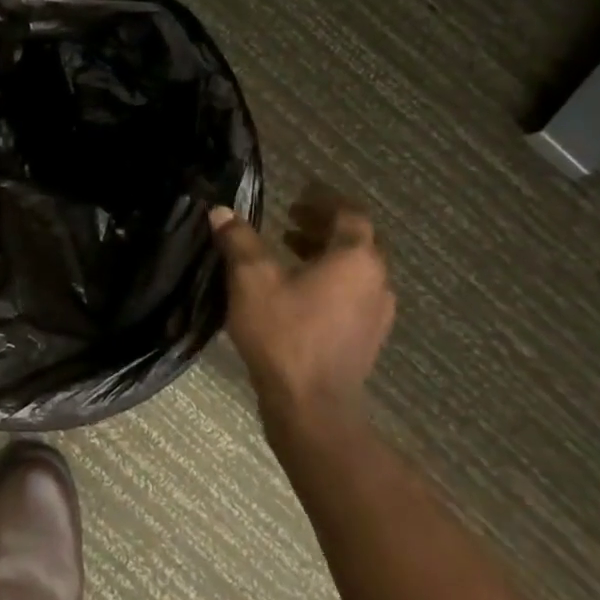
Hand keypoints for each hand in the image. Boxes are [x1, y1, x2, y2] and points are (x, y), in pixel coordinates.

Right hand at [209, 185, 394, 436]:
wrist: (312, 404)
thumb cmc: (284, 333)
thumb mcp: (251, 279)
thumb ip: (239, 240)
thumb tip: (222, 211)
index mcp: (355, 258)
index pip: (350, 214)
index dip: (324, 201)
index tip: (298, 195)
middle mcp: (376, 281)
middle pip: (357, 241)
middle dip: (324, 227)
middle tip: (289, 221)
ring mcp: (377, 313)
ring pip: (356, 270)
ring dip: (327, 255)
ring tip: (290, 253)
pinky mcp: (368, 338)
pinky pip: (354, 295)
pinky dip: (331, 281)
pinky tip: (300, 293)